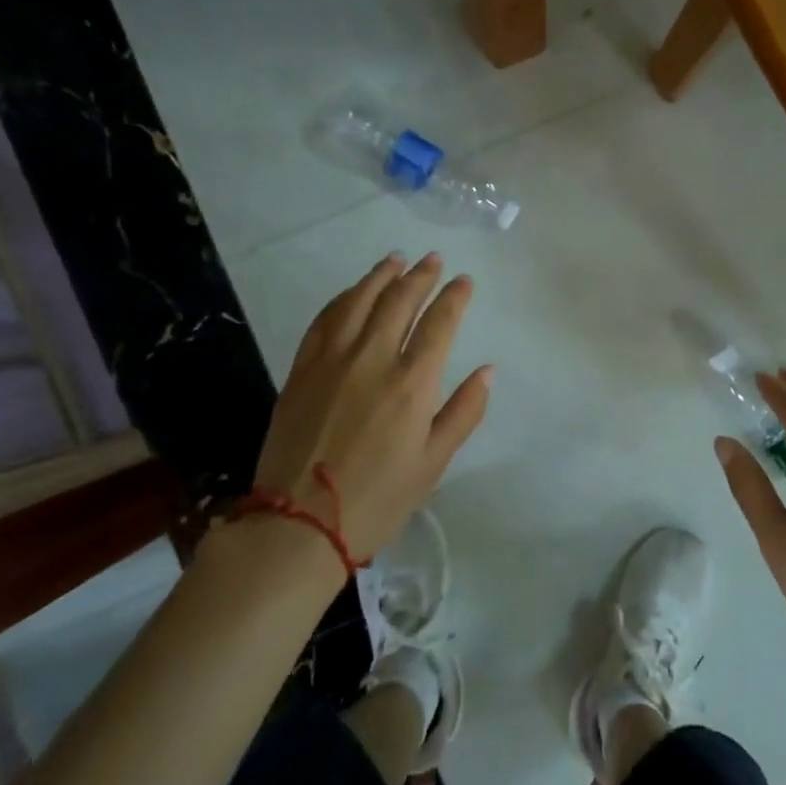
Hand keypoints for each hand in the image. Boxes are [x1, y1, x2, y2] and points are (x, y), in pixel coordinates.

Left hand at [252, 253, 490, 560]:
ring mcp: (331, 361)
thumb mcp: (434, 463)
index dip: (454, 297)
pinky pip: (324, 320)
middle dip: (420, 276)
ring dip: (380, 276)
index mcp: (411, 383)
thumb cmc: (378, 499)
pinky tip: (352, 293)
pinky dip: (343, 299)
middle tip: (433, 260)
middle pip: (399, 302)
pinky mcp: (301, 370)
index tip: (464, 281)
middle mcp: (372, 359)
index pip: (439, 323)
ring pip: (359, 301)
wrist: (298, 525)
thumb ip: (464, 411)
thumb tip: (487, 370)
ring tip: (396, 259)